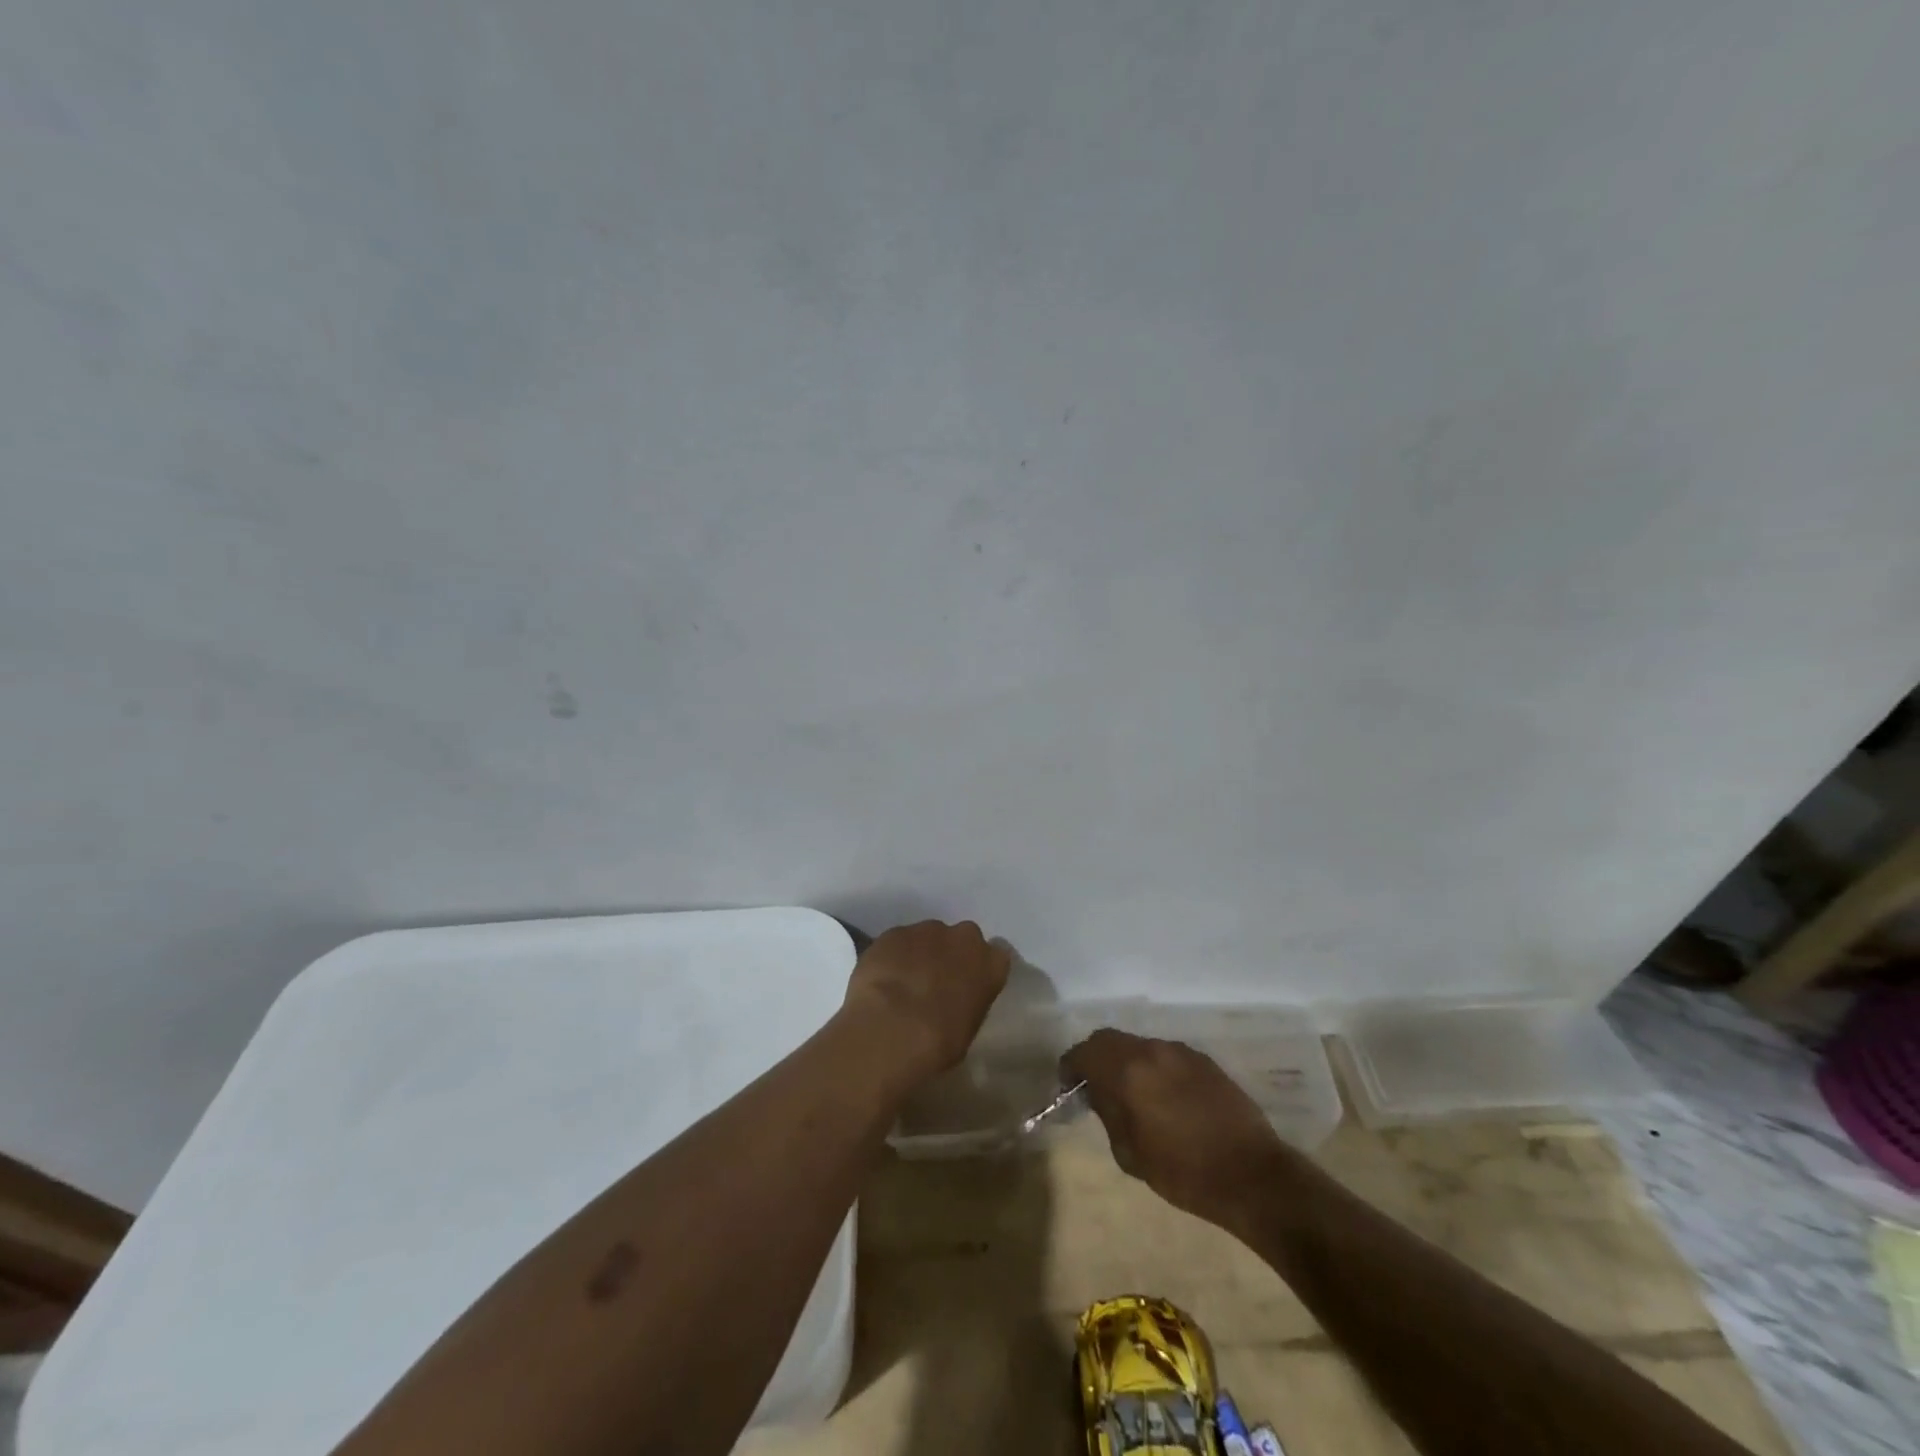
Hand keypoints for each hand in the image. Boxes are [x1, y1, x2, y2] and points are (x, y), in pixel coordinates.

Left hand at [842, 920, 1011, 1080]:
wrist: (895, 1028)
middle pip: (961, 939)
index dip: (979, 969)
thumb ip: (967, 1003)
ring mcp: (927, 930)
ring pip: (927, 937)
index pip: (996, 956)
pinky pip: (897, 942)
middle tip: (934, 982)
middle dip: (950, 954)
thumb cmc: (941, 1041)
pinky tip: (882, 980)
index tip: (968, 984)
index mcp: (991, 964)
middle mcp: (963, 938)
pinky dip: (893, 956)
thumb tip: (954, 1003)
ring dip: (919, 954)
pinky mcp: (894, 932)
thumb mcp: (969, 1029)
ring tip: (903, 983)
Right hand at [1063, 1030, 1284, 1223]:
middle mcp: (1150, 1050)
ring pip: (1140, 1046)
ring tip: (1134, 1095)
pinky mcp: (1204, 1060)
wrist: (1251, 1175)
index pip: (1084, 1052)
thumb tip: (1098, 1092)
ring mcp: (1180, 1052)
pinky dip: (1156, 1068)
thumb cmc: (1183, 1172)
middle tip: (1096, 1086)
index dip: (1071, 1067)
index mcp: (1127, 1071)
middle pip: (1110, 1040)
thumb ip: (1108, 1113)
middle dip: (1097, 1058)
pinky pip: (1166, 1055)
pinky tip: (1166, 1098)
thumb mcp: (1129, 1153)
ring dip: (1128, 1062)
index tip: (1069, 1085)